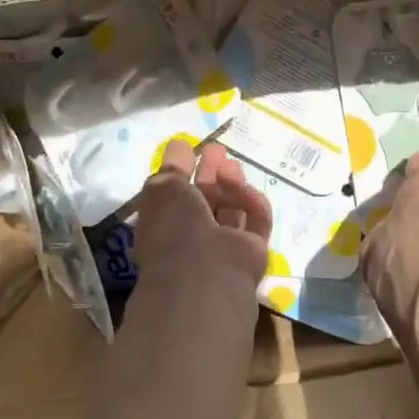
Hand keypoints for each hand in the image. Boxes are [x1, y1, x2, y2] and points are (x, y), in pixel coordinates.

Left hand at [131, 141, 272, 326]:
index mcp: (165, 226)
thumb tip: (178, 146)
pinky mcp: (252, 249)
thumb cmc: (176, 229)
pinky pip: (255, 221)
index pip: (175, 196)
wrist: (207, 272)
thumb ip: (172, 166)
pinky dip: (253, 204)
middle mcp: (193, 237)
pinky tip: (248, 192)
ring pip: (231, 209)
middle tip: (218, 150)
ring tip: (233, 166)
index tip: (192, 149)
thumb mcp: (163, 189)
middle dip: (211, 173)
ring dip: (232, 185)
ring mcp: (224, 245)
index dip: (182, 171)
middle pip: (206, 200)